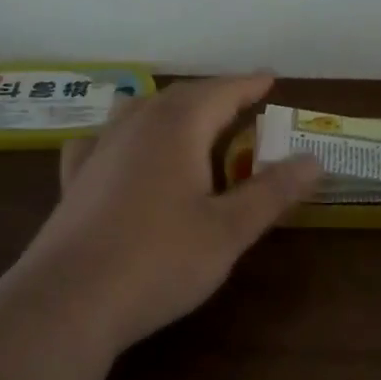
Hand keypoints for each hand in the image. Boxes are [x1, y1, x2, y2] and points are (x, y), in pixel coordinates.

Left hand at [12, 74, 320, 352]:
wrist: (67, 302)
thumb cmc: (158, 261)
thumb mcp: (228, 231)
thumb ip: (271, 192)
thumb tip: (313, 160)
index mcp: (177, 127)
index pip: (221, 92)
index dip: (248, 84)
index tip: (270, 77)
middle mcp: (137, 125)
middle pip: (181, 96)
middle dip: (214, 94)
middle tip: (241, 100)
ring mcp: (100, 150)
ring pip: (140, 110)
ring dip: (171, 107)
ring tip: (189, 119)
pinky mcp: (75, 180)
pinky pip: (102, 140)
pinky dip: (122, 134)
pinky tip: (118, 149)